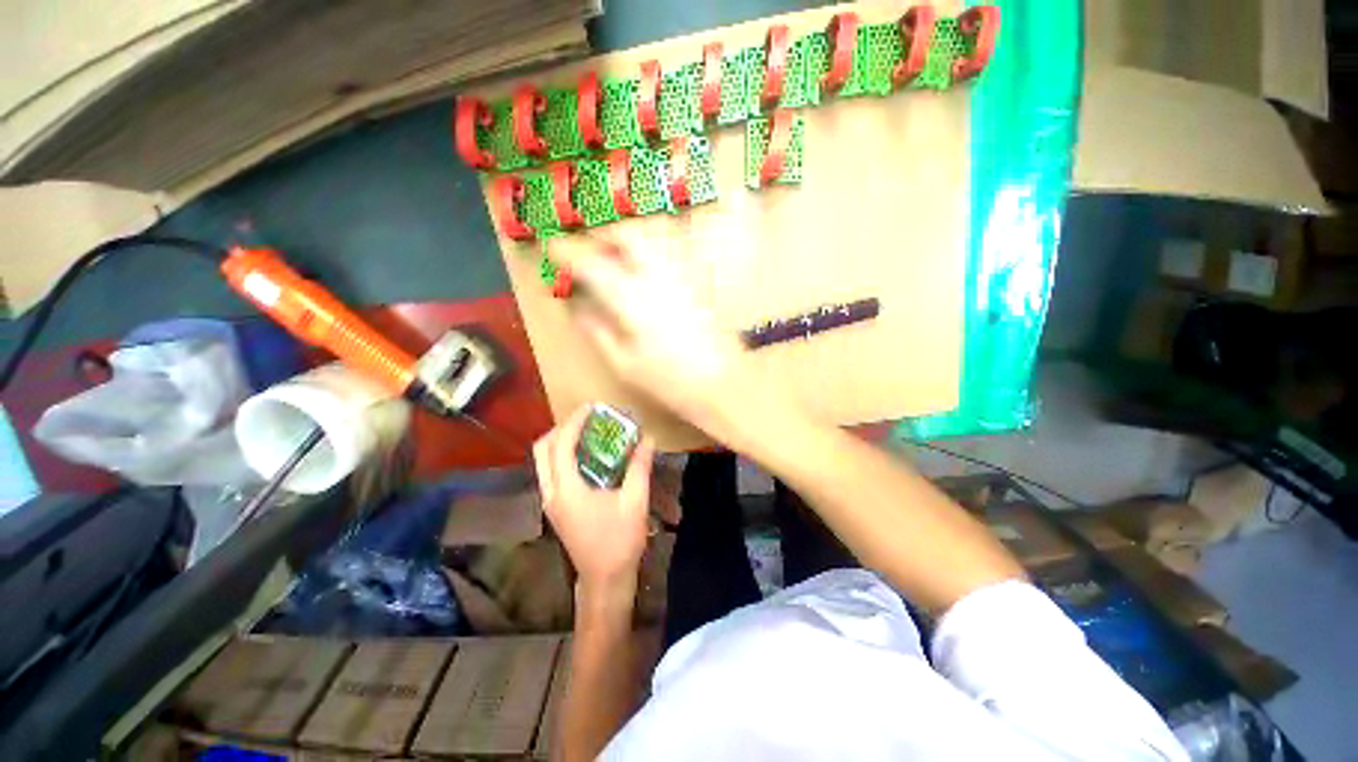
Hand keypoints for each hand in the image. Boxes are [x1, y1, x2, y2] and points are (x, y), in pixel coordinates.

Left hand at [533, 405, 655, 594]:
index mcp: (567, 490)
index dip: (574, 422)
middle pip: (543, 449)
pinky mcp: (555, 508)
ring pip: (543, 461)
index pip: (562, 445)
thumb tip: (648, 438)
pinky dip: (563, 456)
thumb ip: (639, 467)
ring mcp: (550, 502)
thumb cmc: (620, 542)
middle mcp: (551, 493)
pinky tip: (588, 456)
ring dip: (561, 441)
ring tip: (587, 432)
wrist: (605, 580)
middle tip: (586, 419)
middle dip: (562, 428)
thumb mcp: (635, 501)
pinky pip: (551, 472)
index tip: (591, 406)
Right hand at [550, 236, 765, 439]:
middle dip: (603, 231)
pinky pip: (673, 248)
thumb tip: (578, 308)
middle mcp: (658, 276)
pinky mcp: (700, 281)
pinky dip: (653, 246)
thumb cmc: (669, 381)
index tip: (552, 247)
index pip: (591, 263)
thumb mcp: (624, 363)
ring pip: (654, 234)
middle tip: (590, 245)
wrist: (722, 384)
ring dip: (629, 235)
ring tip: (616, 252)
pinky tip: (647, 266)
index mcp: (632, 298)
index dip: (567, 251)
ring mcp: (683, 275)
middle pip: (628, 233)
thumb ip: (597, 331)